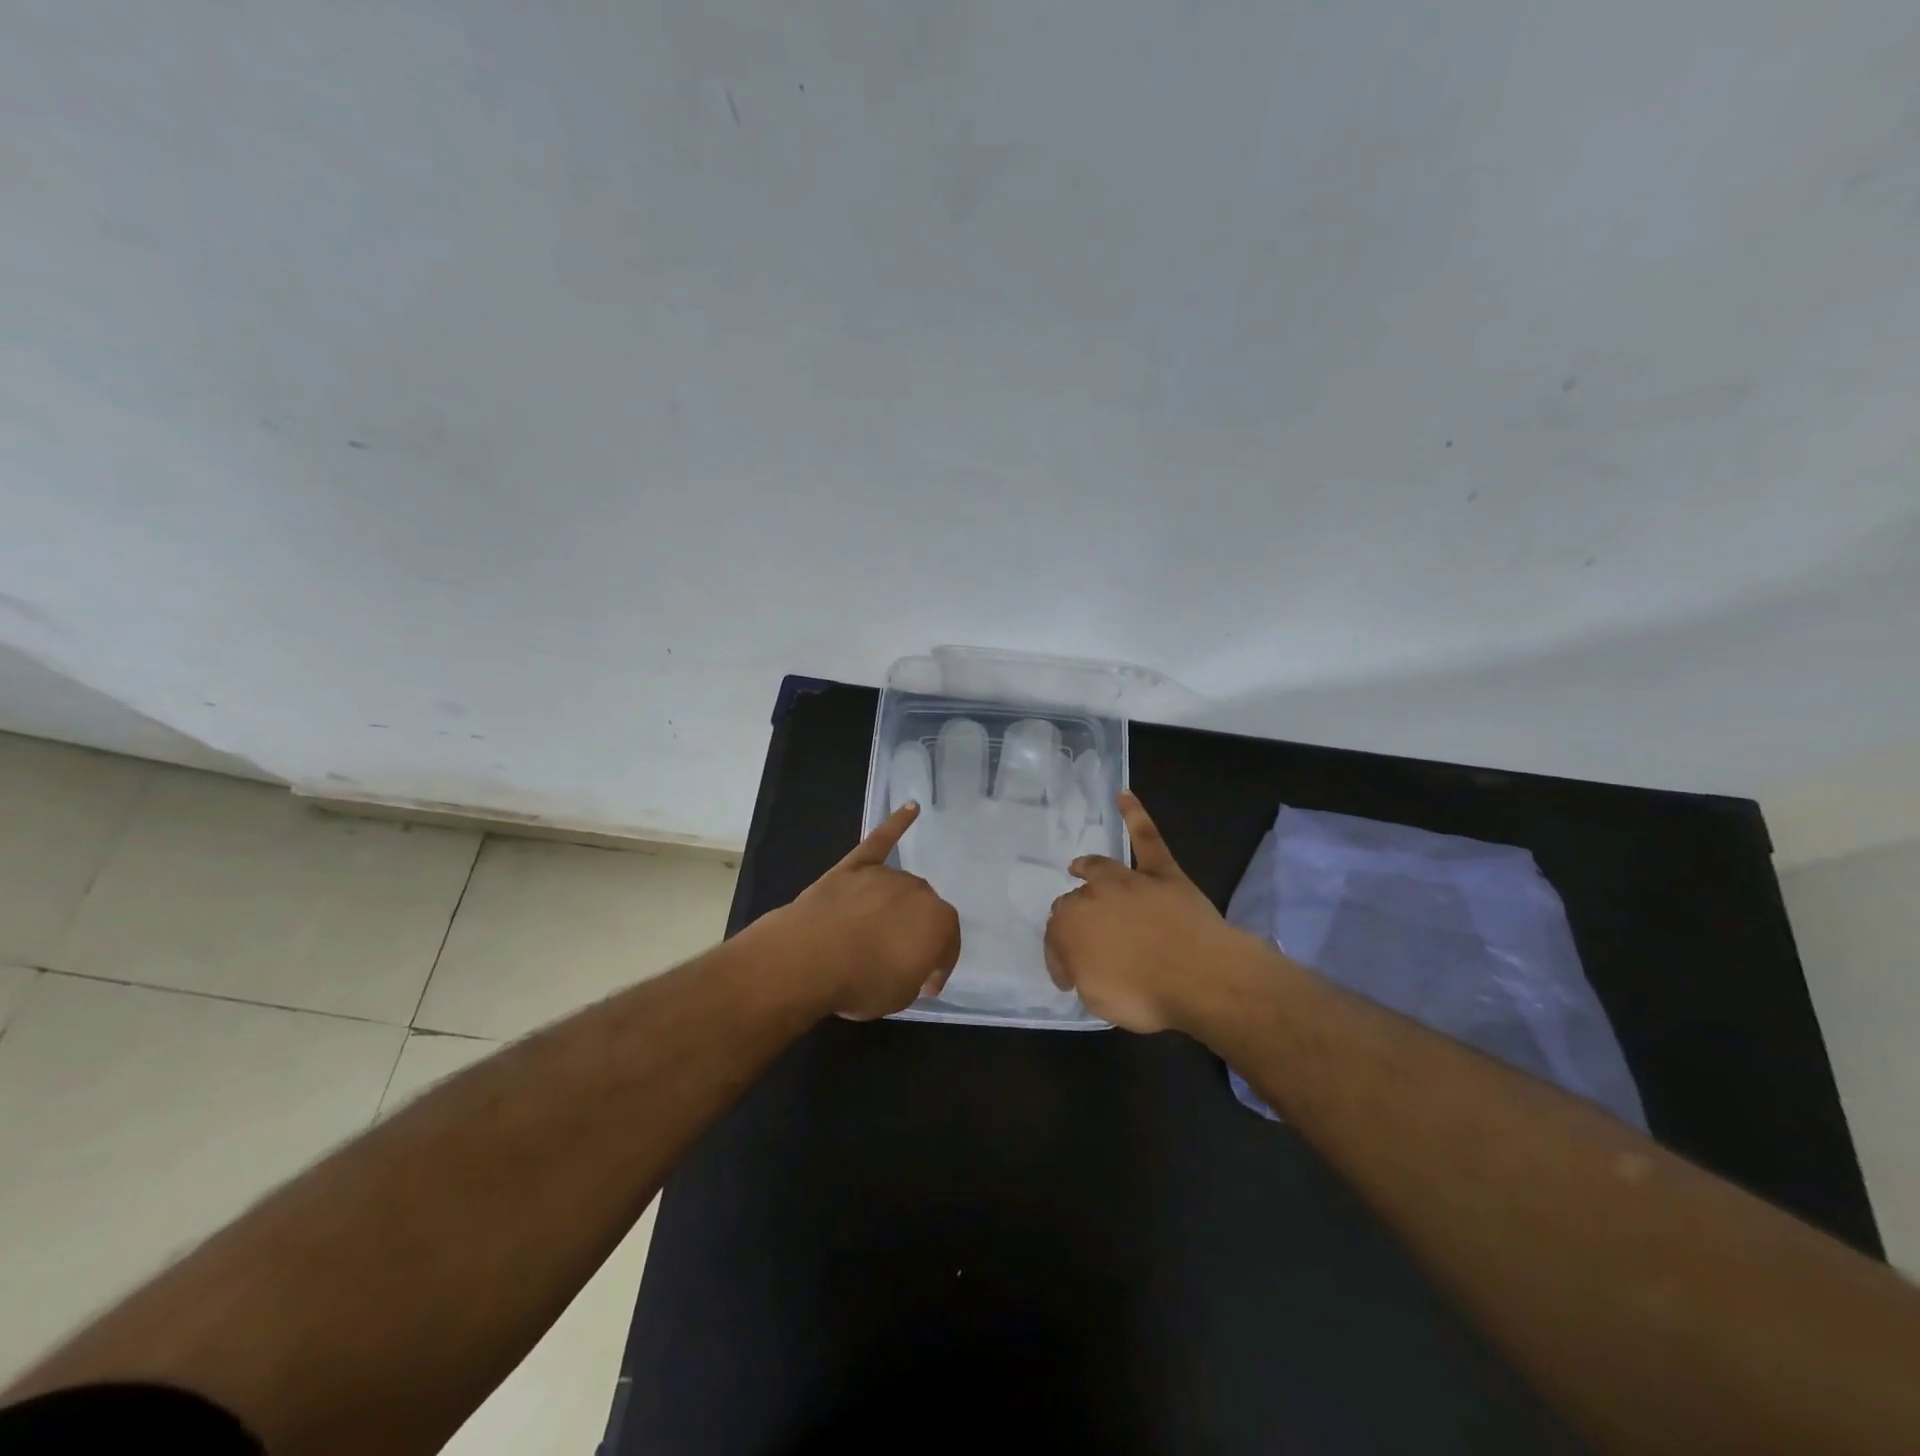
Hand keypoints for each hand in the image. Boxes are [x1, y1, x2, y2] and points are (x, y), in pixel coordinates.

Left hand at [778, 803, 961, 1020]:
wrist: (808, 958)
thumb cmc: (861, 982)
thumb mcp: (900, 995)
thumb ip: (914, 975)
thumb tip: (910, 965)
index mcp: (939, 924)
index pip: (947, 945)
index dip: (937, 967)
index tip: (924, 985)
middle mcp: (919, 892)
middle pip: (924, 911)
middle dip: (916, 933)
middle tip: (898, 959)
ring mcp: (885, 875)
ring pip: (900, 888)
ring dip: (897, 906)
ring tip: (879, 932)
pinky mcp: (855, 866)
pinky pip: (881, 841)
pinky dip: (896, 824)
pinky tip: (911, 808)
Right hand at [1043, 791, 1247, 1032]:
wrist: (1199, 976)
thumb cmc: (1144, 995)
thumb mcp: (1097, 999)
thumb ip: (1082, 974)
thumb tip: (1079, 964)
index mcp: (1069, 928)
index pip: (1055, 940)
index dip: (1062, 960)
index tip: (1071, 977)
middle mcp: (1092, 897)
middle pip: (1073, 903)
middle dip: (1073, 919)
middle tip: (1083, 938)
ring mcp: (1128, 881)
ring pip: (1100, 868)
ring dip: (1087, 867)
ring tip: (1079, 866)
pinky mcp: (1162, 872)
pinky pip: (1146, 838)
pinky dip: (1135, 816)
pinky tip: (1124, 796)